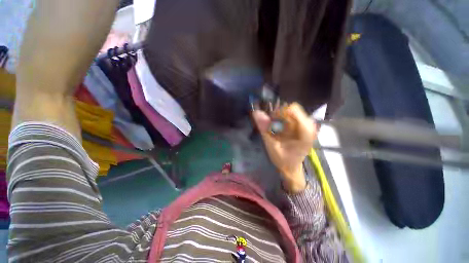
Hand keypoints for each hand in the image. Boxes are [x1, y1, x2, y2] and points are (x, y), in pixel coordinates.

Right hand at [252, 103, 316, 192]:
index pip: (294, 110)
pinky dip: (281, 120)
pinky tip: (279, 129)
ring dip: (279, 117)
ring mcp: (306, 125)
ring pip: (290, 111)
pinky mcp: (301, 126)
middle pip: (292, 109)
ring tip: (274, 129)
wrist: (291, 167)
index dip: (279, 112)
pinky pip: (290, 115)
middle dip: (279, 115)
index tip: (270, 120)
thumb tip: (256, 112)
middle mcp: (309, 126)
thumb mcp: (272, 146)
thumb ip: (265, 130)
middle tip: (271, 125)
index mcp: (305, 132)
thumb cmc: (283, 160)